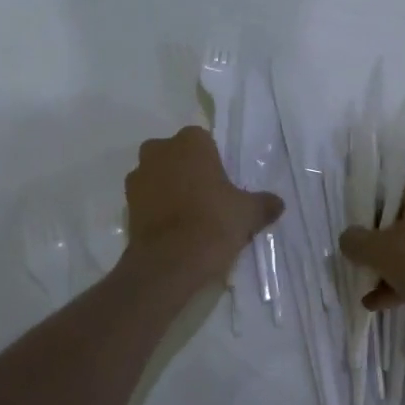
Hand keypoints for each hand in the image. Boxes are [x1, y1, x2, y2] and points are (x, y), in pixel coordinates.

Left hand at [123, 127, 281, 295]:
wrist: (169, 263)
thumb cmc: (213, 223)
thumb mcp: (248, 213)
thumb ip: (263, 203)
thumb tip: (278, 203)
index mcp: (190, 142)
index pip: (203, 141)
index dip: (212, 161)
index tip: (222, 183)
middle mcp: (159, 150)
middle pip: (176, 154)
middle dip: (187, 170)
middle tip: (207, 197)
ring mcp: (138, 176)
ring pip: (158, 175)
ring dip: (169, 187)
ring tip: (189, 216)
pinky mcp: (126, 204)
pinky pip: (146, 198)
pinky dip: (156, 208)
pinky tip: (173, 229)